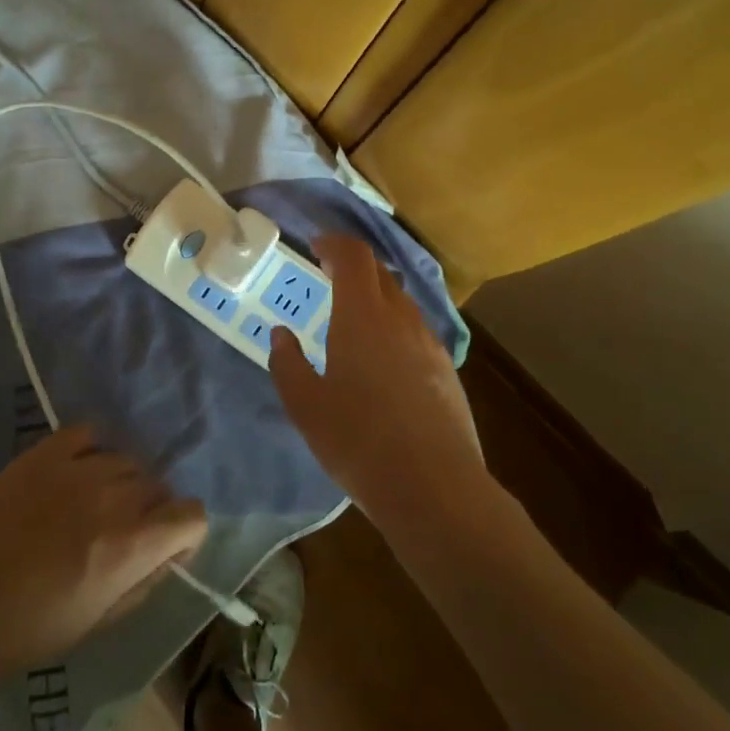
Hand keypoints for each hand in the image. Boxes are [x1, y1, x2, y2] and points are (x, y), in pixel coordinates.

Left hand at [0, 426, 207, 684]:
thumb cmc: (29, 629)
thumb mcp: (101, 621)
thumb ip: (145, 580)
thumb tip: (168, 552)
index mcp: (130, 545)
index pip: (191, 514)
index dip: (184, 532)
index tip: (165, 546)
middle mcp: (112, 497)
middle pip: (157, 485)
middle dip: (150, 509)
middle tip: (120, 533)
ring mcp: (76, 468)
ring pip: (125, 460)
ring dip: (120, 482)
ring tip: (91, 505)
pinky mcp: (42, 452)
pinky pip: (88, 435)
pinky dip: (91, 451)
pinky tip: (75, 474)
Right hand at [270, 235, 484, 529]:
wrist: (434, 487)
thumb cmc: (358, 441)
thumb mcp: (305, 406)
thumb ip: (287, 363)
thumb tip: (281, 335)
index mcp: (362, 316)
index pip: (354, 256)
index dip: (335, 243)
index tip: (316, 247)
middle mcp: (400, 319)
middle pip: (380, 274)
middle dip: (353, 268)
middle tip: (328, 278)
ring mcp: (430, 344)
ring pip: (401, 303)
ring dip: (376, 298)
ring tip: (353, 322)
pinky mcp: (448, 371)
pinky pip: (416, 331)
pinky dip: (395, 327)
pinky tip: (384, 361)